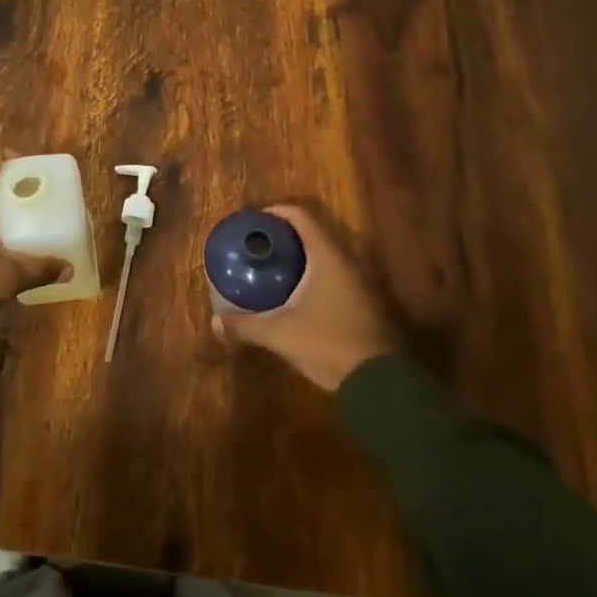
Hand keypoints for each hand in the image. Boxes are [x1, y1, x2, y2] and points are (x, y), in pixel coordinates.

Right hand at [211, 204, 396, 390]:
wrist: (382, 384)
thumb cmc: (329, 344)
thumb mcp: (280, 334)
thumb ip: (246, 325)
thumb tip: (214, 321)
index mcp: (327, 256)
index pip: (300, 216)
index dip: (276, 212)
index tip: (255, 221)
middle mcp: (348, 261)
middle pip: (313, 233)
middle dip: (286, 236)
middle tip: (260, 246)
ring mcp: (361, 282)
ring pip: (327, 256)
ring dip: (302, 257)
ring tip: (275, 268)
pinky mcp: (366, 302)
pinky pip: (336, 275)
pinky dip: (315, 275)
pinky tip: (298, 294)